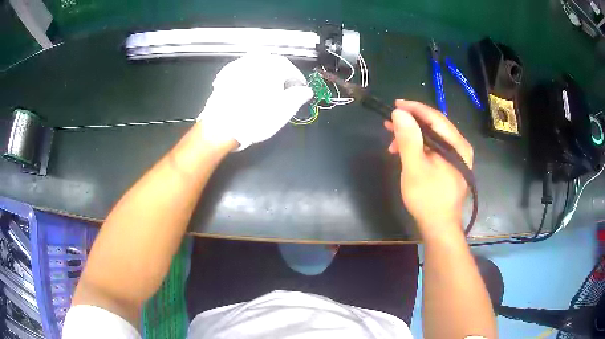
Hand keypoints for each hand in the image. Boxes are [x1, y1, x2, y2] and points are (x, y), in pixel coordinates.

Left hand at [198, 53, 313, 150]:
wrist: (221, 126)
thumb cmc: (255, 118)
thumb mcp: (284, 111)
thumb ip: (298, 97)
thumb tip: (306, 91)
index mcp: (273, 66)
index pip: (292, 69)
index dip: (298, 80)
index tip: (300, 90)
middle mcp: (256, 60)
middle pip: (275, 64)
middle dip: (282, 75)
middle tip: (284, 90)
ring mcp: (239, 65)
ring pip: (258, 65)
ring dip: (265, 73)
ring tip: (266, 89)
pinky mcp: (226, 73)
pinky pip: (243, 70)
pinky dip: (250, 76)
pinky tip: (249, 89)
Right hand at [385, 100, 472, 237]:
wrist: (439, 227)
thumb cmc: (428, 198)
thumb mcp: (415, 167)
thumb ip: (408, 139)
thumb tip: (399, 113)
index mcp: (457, 145)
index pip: (435, 117)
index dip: (414, 108)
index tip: (395, 105)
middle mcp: (460, 147)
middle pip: (434, 126)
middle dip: (411, 123)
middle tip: (390, 123)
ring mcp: (456, 157)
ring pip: (432, 137)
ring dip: (412, 136)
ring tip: (393, 143)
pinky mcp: (450, 165)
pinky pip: (433, 148)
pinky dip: (418, 147)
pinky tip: (405, 153)